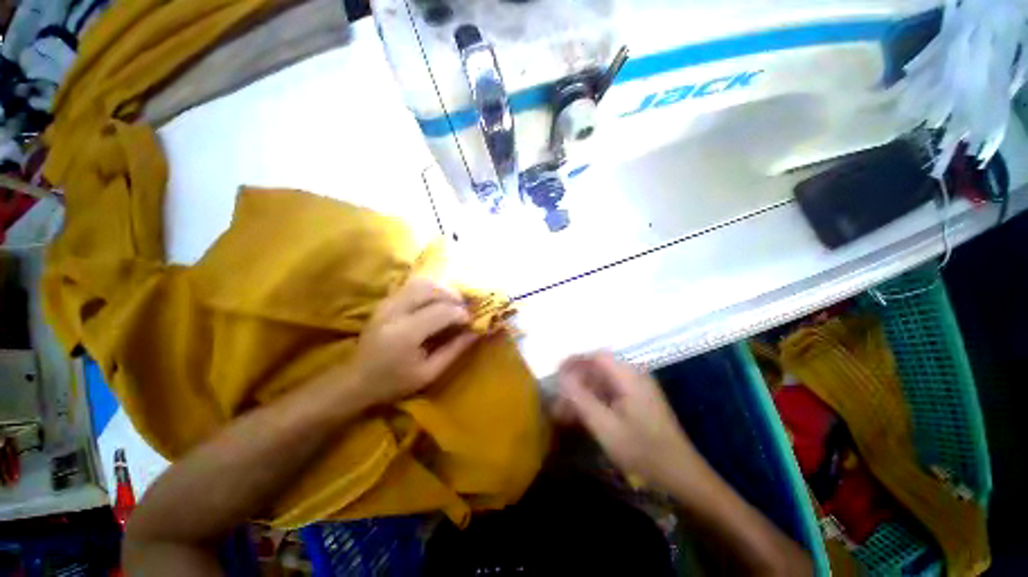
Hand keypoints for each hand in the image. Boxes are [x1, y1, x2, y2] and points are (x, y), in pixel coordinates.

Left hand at [352, 277, 479, 405]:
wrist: (356, 381)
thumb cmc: (394, 382)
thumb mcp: (429, 373)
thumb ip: (454, 350)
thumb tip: (476, 332)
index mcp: (405, 334)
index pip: (442, 311)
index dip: (461, 313)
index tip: (472, 321)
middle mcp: (395, 312)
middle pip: (431, 289)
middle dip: (453, 295)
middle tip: (464, 308)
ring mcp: (387, 303)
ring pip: (421, 282)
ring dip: (442, 289)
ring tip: (453, 302)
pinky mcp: (385, 301)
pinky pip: (411, 285)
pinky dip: (429, 289)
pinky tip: (436, 301)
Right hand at [557, 352, 699, 490]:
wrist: (682, 477)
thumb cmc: (643, 450)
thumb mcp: (606, 426)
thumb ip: (581, 398)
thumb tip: (562, 376)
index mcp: (629, 376)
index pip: (596, 357)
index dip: (574, 361)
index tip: (556, 373)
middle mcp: (633, 377)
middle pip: (598, 370)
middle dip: (576, 382)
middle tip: (558, 397)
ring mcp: (637, 391)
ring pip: (602, 384)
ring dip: (583, 394)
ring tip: (564, 412)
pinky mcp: (637, 404)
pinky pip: (610, 396)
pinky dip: (594, 403)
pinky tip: (582, 417)